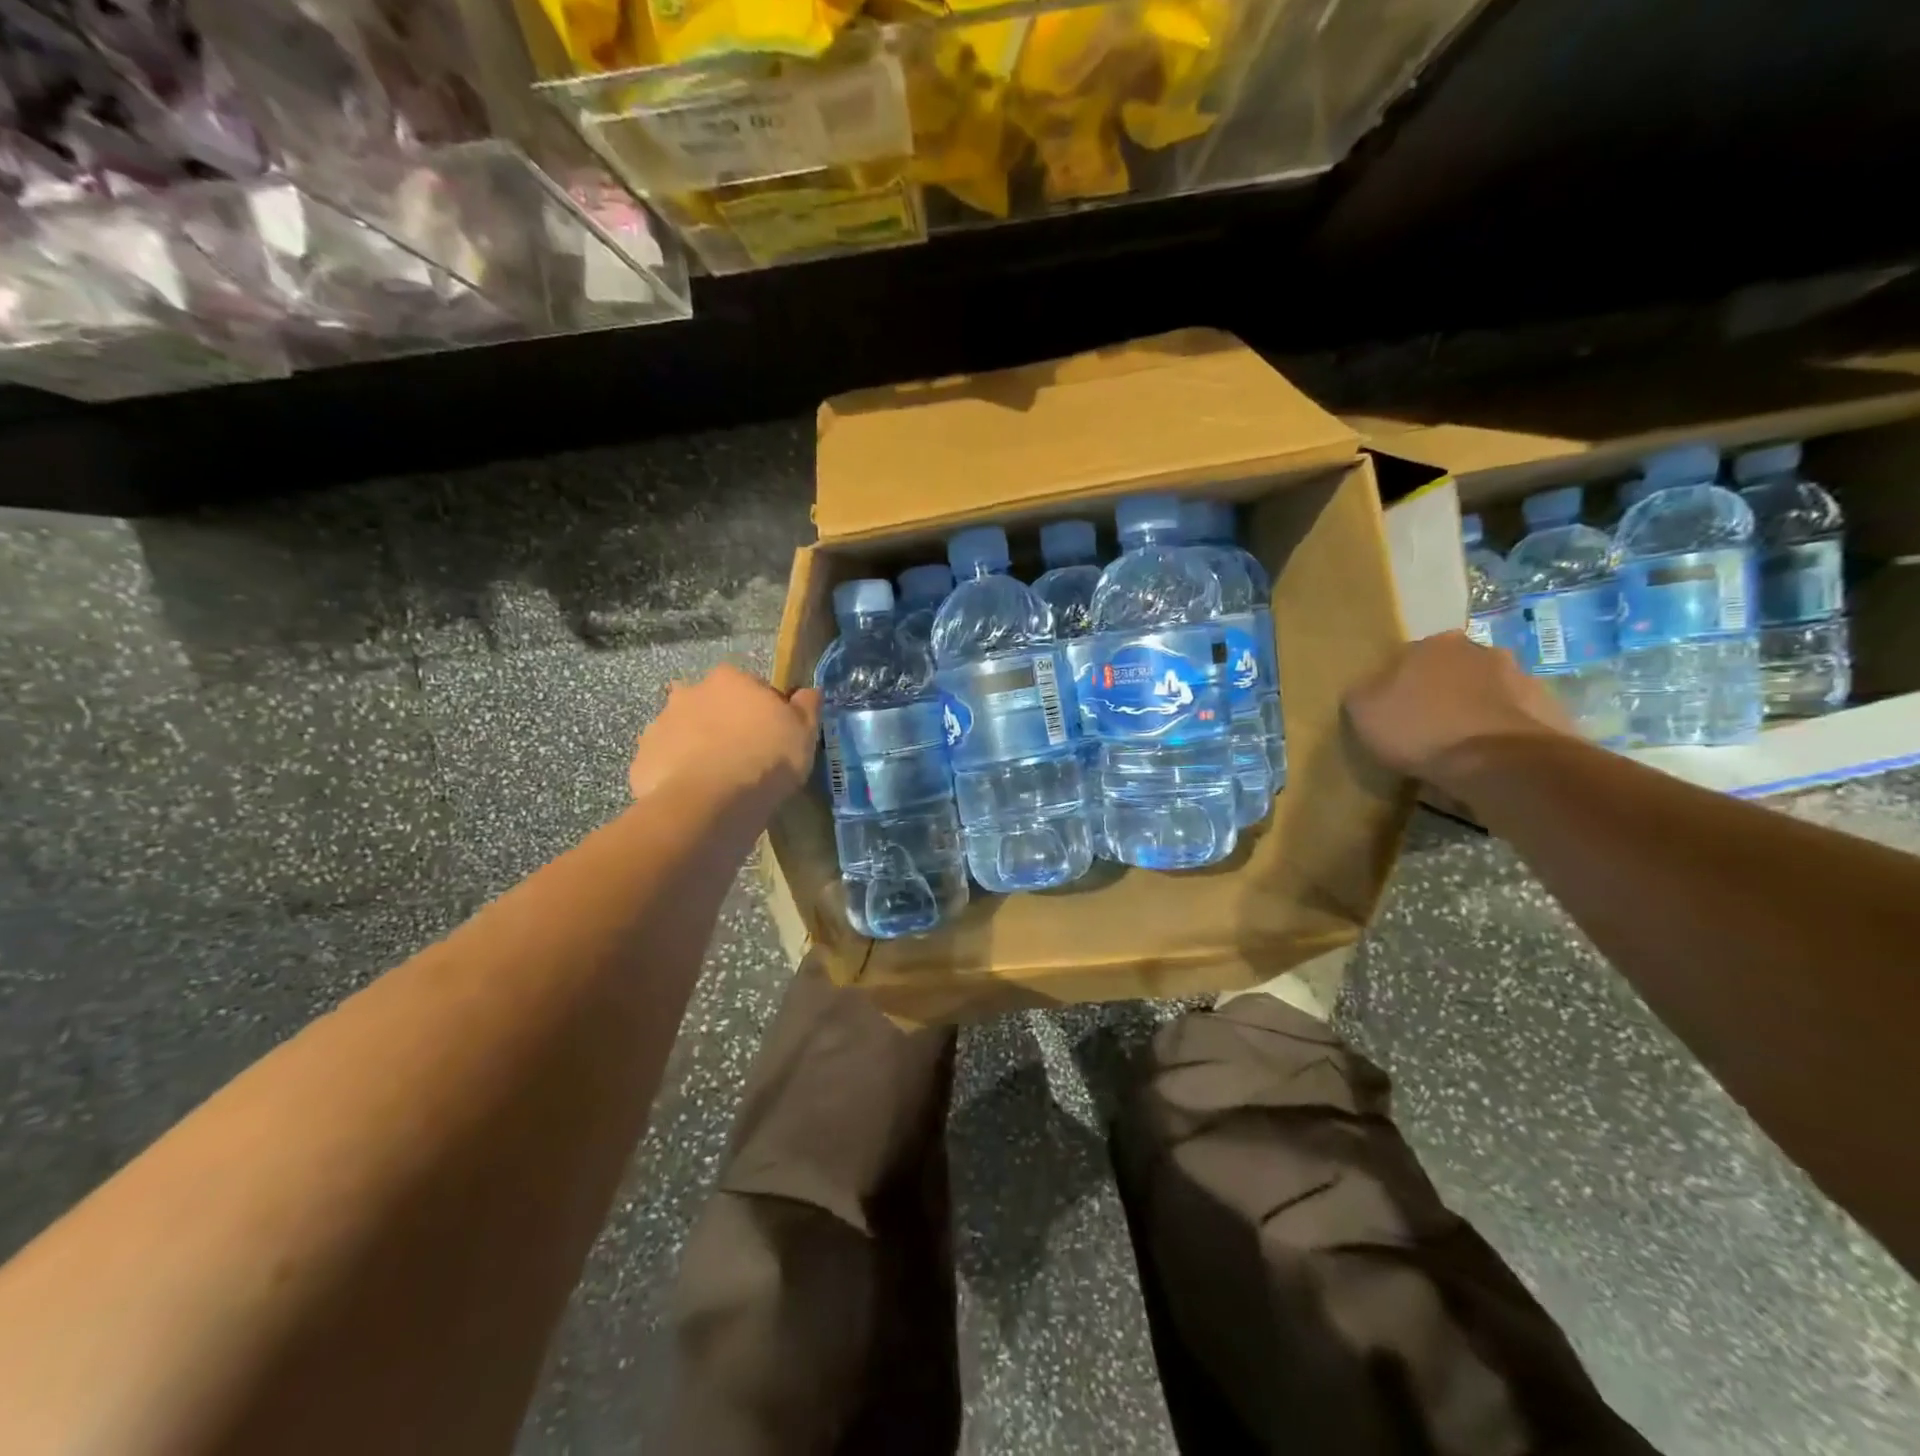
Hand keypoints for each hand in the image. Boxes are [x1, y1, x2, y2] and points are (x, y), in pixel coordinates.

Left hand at [629, 665, 821, 813]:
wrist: (711, 803)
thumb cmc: (766, 759)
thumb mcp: (804, 732)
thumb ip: (807, 707)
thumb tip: (808, 692)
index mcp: (730, 679)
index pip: (752, 688)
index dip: (764, 712)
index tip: (773, 737)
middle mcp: (690, 692)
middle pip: (712, 705)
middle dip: (724, 723)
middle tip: (743, 756)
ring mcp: (660, 725)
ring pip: (684, 732)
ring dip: (697, 746)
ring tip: (717, 780)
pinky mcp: (642, 759)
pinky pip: (665, 763)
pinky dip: (677, 774)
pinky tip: (695, 795)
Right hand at [1344, 631, 1573, 784]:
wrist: (1498, 763)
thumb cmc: (1420, 729)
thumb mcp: (1364, 711)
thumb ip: (1363, 692)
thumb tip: (1369, 689)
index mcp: (1435, 644)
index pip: (1409, 656)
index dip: (1398, 683)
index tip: (1393, 710)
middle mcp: (1482, 650)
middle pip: (1453, 670)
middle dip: (1442, 691)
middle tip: (1427, 725)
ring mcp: (1523, 678)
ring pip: (1488, 692)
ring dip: (1475, 710)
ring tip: (1460, 746)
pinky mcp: (1550, 710)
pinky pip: (1513, 719)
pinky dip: (1500, 732)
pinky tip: (1487, 758)